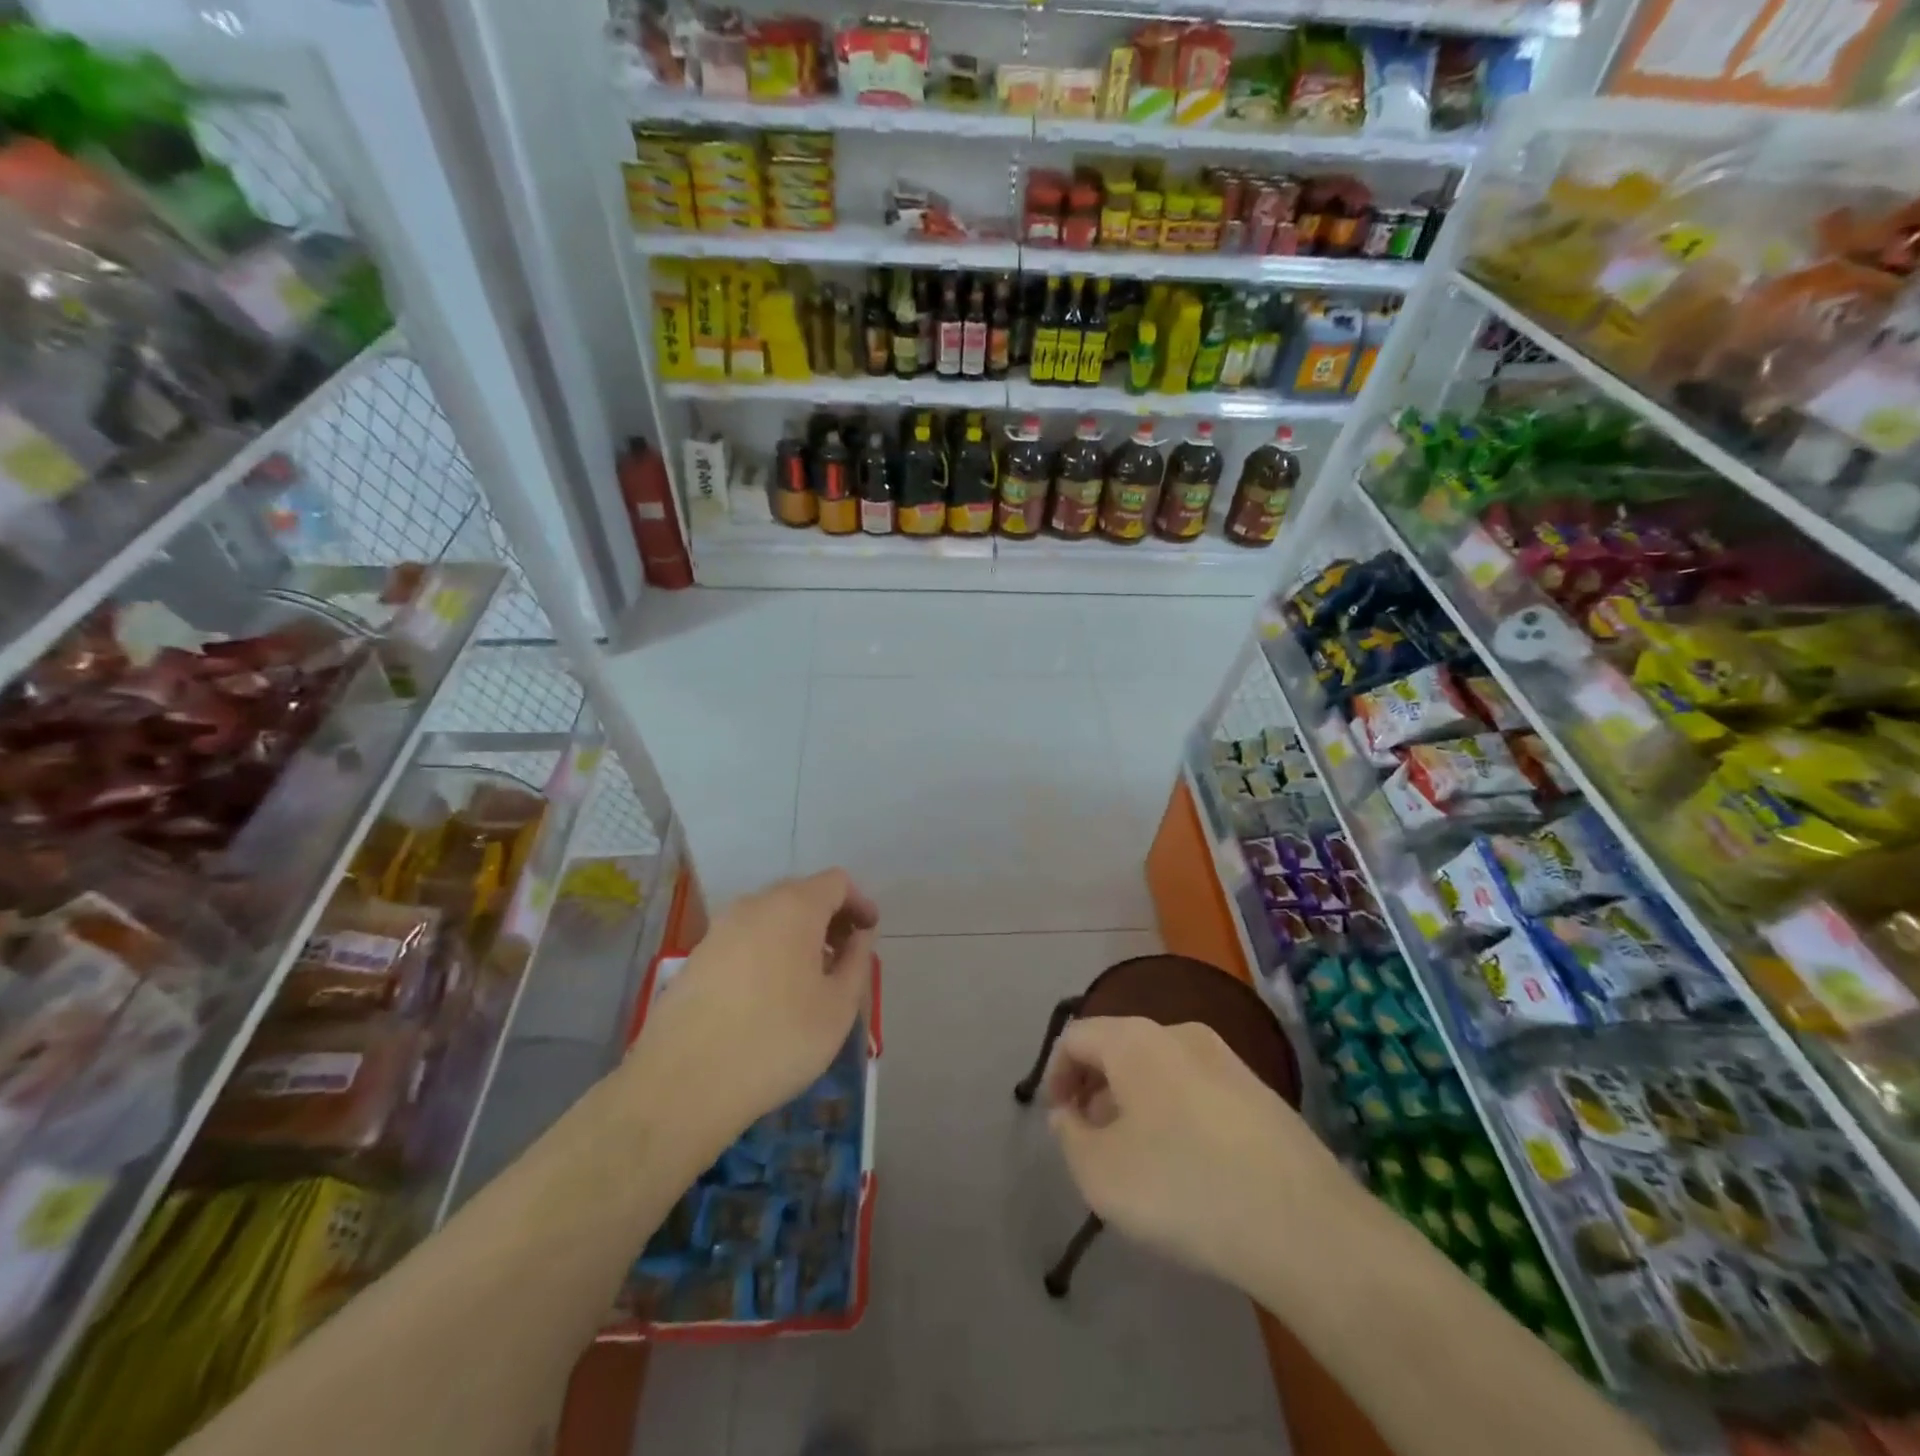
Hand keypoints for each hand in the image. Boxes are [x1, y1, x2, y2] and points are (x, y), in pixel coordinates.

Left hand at [627, 869, 876, 1154]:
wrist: (682, 1085)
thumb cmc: (777, 1040)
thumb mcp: (838, 1007)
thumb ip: (857, 961)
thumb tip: (858, 937)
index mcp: (793, 907)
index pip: (836, 882)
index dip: (859, 903)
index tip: (869, 934)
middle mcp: (753, 906)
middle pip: (801, 894)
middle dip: (828, 918)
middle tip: (844, 956)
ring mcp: (718, 930)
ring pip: (770, 917)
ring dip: (797, 935)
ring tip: (809, 979)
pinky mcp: (695, 958)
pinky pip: (744, 940)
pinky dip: (767, 951)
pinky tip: (769, 995)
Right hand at [1045, 1016, 1342, 1291]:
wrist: (1303, 1224)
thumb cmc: (1183, 1187)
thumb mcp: (1101, 1174)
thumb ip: (1070, 1137)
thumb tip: (1070, 1114)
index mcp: (1136, 1040)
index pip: (1078, 1036)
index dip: (1056, 1074)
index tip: (1058, 1120)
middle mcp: (1180, 1033)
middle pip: (1120, 1049)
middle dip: (1097, 1090)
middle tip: (1094, 1141)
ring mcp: (1228, 1060)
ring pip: (1161, 1070)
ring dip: (1137, 1104)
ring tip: (1140, 1160)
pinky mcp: (1262, 1092)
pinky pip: (1198, 1091)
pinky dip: (1177, 1115)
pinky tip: (1189, 1168)